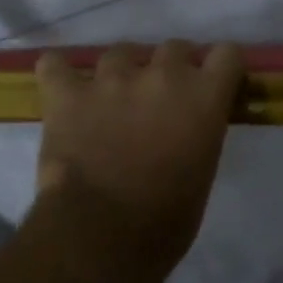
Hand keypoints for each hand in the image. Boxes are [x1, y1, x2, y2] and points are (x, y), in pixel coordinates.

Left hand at [35, 41, 244, 274]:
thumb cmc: (165, 221)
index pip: (227, 54)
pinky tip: (64, 93)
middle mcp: (161, 75)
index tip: (213, 85)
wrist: (101, 235)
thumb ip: (199, 133)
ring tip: (111, 101)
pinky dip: (59, 75)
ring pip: (120, 52)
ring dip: (121, 72)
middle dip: (170, 68)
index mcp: (203, 98)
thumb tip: (186, 128)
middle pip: (174, 47)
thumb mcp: (202, 172)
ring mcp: (110, 79)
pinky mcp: (66, 93)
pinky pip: (55, 65)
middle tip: (161, 100)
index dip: (220, 68)